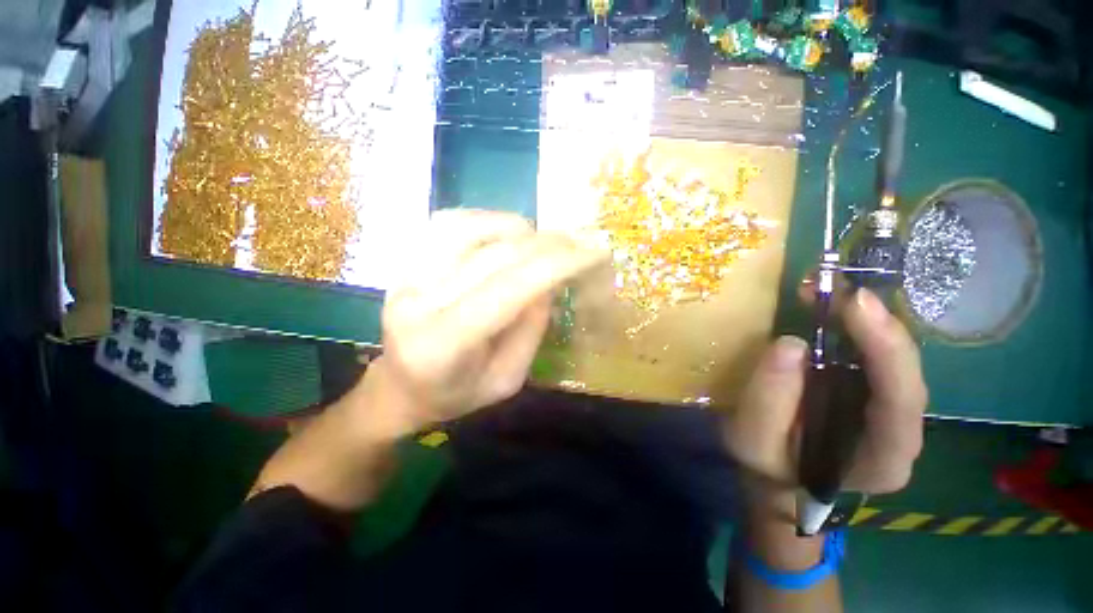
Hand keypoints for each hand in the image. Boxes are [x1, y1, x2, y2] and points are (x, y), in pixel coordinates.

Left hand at [371, 209, 606, 434]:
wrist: (399, 386)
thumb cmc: (455, 394)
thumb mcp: (507, 380)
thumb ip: (531, 330)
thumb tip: (548, 281)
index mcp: (444, 344)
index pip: (508, 288)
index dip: (556, 265)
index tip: (594, 253)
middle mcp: (418, 302)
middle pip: (495, 255)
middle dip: (547, 245)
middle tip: (579, 246)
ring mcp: (406, 276)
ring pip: (470, 227)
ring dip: (518, 228)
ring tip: (542, 243)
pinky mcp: (405, 262)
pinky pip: (449, 222)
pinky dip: (487, 220)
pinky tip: (506, 234)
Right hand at [721, 287, 927, 517]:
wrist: (774, 470)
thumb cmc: (765, 463)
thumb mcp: (753, 441)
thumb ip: (769, 401)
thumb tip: (791, 344)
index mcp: (882, 460)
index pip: (901, 403)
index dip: (887, 350)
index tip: (855, 303)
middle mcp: (900, 432)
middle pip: (907, 373)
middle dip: (878, 325)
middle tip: (838, 288)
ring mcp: (888, 409)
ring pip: (894, 358)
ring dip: (865, 319)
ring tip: (827, 290)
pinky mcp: (870, 390)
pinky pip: (871, 353)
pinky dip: (853, 324)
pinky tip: (830, 304)